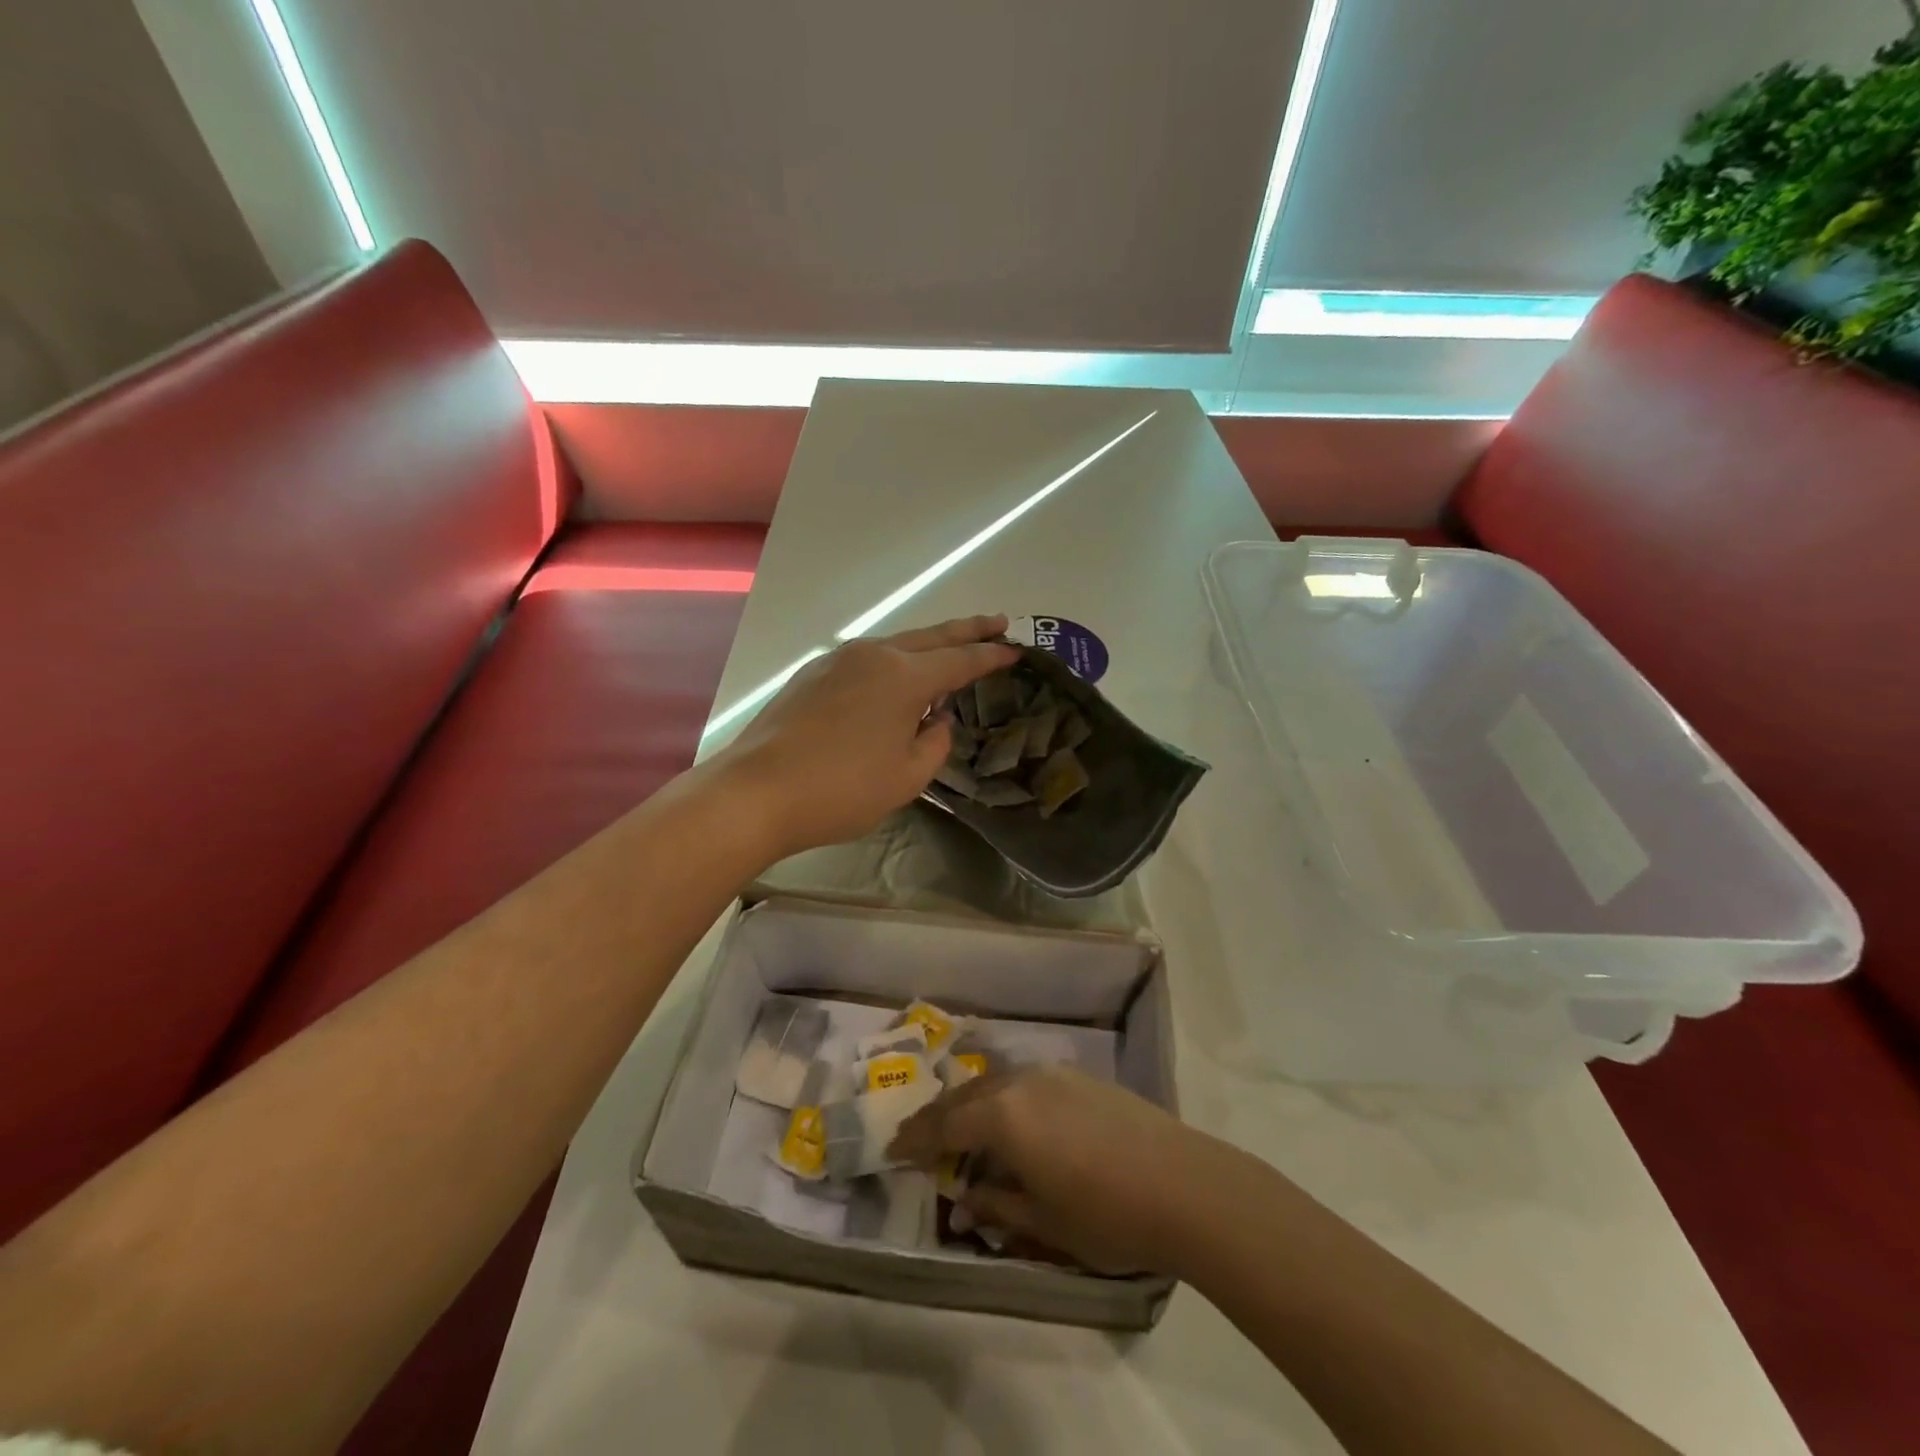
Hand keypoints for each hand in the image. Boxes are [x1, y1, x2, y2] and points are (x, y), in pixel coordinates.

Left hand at [715, 616, 1018, 861]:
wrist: (757, 791)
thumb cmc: (842, 790)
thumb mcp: (906, 777)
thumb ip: (934, 743)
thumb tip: (935, 719)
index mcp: (904, 677)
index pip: (960, 661)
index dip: (990, 656)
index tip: (1015, 650)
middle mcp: (873, 656)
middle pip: (930, 637)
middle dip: (967, 630)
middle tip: (997, 622)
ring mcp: (837, 661)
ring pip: (895, 644)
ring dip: (927, 645)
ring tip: (949, 649)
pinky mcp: (812, 675)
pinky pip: (866, 660)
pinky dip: (892, 663)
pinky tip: (893, 680)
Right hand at [889, 1065, 1219, 1274]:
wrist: (1186, 1184)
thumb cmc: (1107, 1214)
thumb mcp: (1043, 1222)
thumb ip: (997, 1203)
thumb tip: (965, 1196)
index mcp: (1004, 1116)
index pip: (945, 1125)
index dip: (916, 1140)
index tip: (892, 1150)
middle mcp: (1022, 1083)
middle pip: (967, 1096)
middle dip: (938, 1117)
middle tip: (915, 1136)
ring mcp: (1054, 1075)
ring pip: (996, 1083)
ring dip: (971, 1104)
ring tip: (958, 1127)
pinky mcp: (1081, 1077)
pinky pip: (1025, 1082)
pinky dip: (1003, 1098)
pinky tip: (1010, 1118)